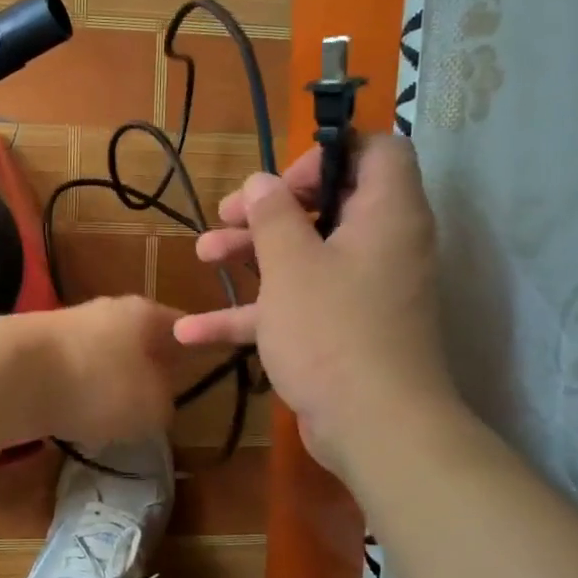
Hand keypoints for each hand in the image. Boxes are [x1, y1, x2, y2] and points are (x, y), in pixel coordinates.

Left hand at [22, 296, 183, 448]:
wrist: (10, 375)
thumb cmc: (97, 385)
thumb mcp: (152, 407)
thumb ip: (166, 402)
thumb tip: (159, 400)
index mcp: (144, 313)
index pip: (183, 327)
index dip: (196, 350)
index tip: (204, 372)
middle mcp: (108, 310)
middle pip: (139, 340)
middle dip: (149, 369)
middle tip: (158, 401)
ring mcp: (68, 326)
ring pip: (103, 357)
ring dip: (110, 383)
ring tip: (115, 417)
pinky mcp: (36, 349)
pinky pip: (71, 373)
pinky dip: (77, 393)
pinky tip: (75, 417)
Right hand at [173, 135, 462, 479]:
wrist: (374, 426)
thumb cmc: (332, 329)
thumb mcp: (291, 264)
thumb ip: (272, 215)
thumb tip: (261, 182)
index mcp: (385, 213)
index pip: (374, 151)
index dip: (326, 154)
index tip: (280, 182)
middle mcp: (381, 246)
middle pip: (327, 205)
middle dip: (268, 210)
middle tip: (225, 215)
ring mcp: (362, 293)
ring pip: (305, 257)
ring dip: (251, 254)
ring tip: (202, 255)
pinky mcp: (342, 333)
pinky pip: (297, 307)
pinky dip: (253, 313)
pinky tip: (193, 331)